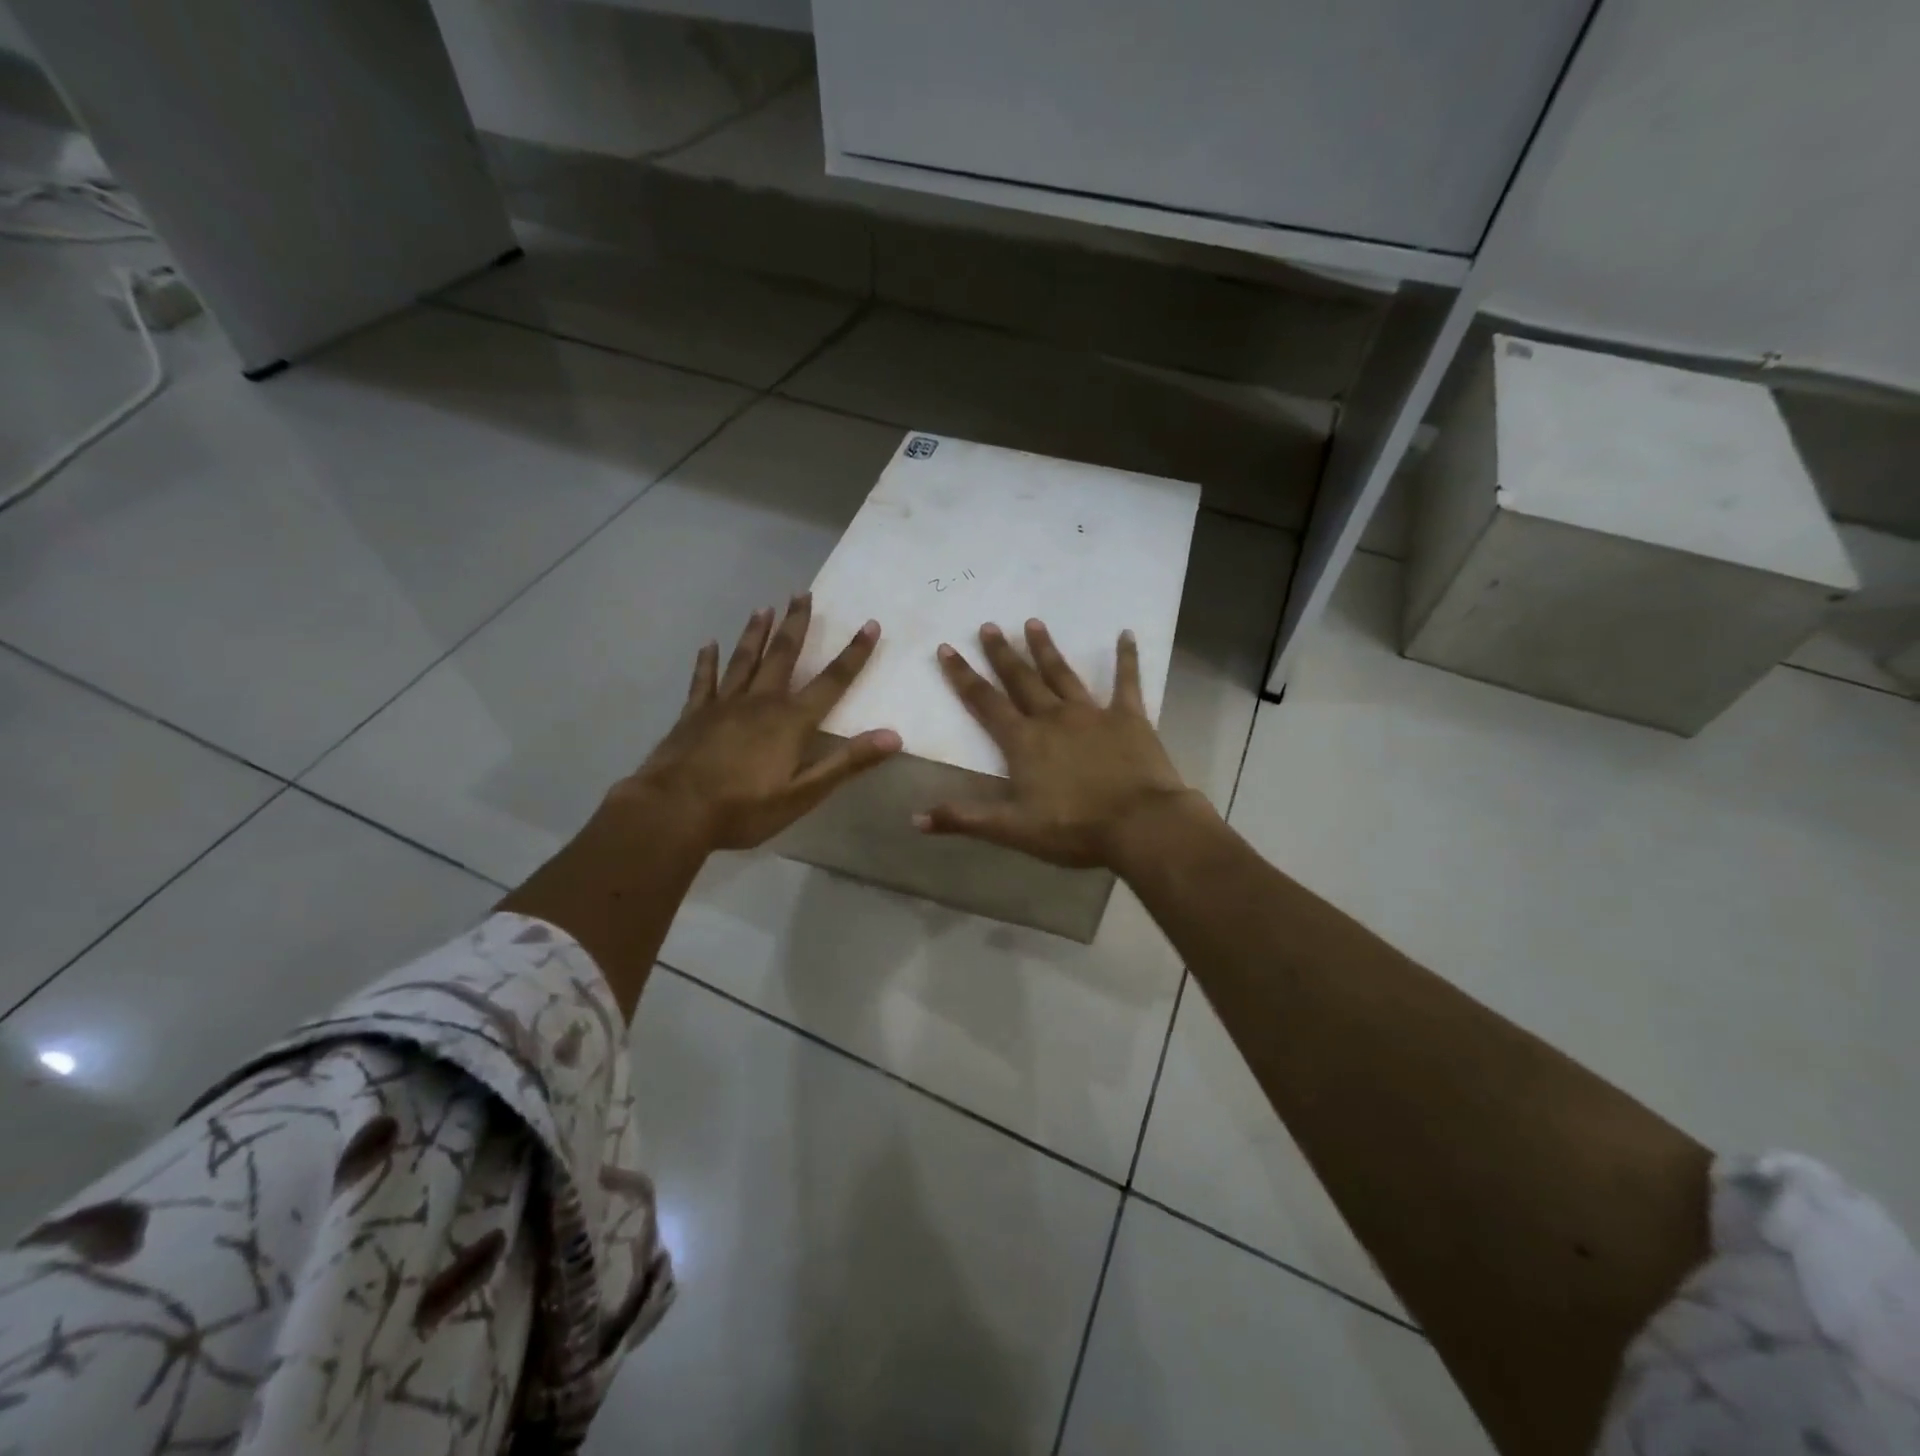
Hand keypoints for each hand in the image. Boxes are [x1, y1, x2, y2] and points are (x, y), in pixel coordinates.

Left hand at [619, 595, 901, 851]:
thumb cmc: (745, 807)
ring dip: (756, 632)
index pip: (832, 681)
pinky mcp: (694, 714)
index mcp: (791, 720)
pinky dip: (708, 661)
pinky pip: (704, 680)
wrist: (675, 811)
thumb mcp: (804, 793)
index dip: (854, 653)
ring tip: (764, 608)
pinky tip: (709, 645)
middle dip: (796, 624)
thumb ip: (847, 762)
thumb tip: (893, 736)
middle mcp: (760, 701)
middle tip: (802, 594)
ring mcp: (723, 704)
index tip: (870, 624)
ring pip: (744, 659)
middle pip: (783, 655)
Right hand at [915, 619, 1202, 868]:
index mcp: (1023, 742)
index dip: (963, 676)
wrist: (1140, 825)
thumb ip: (965, 818)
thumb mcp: (1013, 829)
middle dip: (1002, 653)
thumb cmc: (1074, 829)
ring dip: (1046, 649)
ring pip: (1062, 674)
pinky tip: (1126, 634)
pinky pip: (1127, 681)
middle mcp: (1053, 718)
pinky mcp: (1129, 717)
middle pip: (1021, 680)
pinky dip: (1127, 657)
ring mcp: (1092, 713)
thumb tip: (916, 819)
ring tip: (1033, 623)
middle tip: (988, 625)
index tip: (947, 648)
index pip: (985, 703)